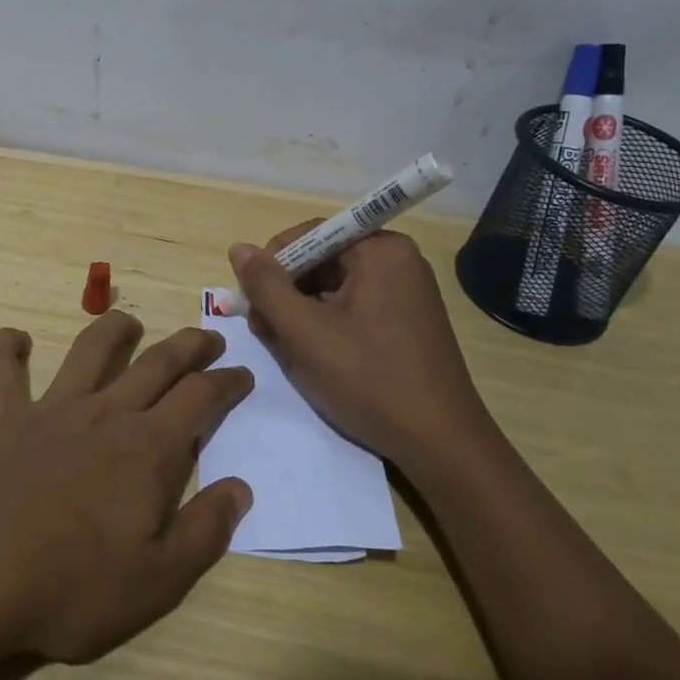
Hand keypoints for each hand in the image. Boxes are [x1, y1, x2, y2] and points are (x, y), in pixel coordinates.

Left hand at [0, 312, 254, 667]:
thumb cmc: (70, 586)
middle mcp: (104, 413)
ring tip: (130, 323)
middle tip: (208, 337)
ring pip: (89, 350)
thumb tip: (240, 487)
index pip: (200, 398)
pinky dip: (6, 348)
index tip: (242, 374)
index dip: (226, 382)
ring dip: (113, 329)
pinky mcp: (1, 416)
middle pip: (156, 363)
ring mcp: (50, 409)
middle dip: (188, 346)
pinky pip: (0, 370)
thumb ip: (205, 531)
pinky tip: (14, 339)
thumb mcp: (157, 581)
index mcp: (147, 449)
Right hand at [228, 225, 488, 463]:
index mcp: (381, 250)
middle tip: (263, 329)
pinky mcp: (406, 321)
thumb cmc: (369, 380)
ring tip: (284, 347)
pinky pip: (353, 307)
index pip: (310, 234)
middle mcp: (398, 261)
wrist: (441, 445)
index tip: (253, 299)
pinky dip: (326, 325)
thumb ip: (266, 286)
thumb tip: (239, 249)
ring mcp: (405, 292)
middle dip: (286, 291)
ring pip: (334, 287)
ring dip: (301, 312)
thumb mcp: (305, 332)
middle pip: (322, 260)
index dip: (274, 262)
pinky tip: (312, 355)